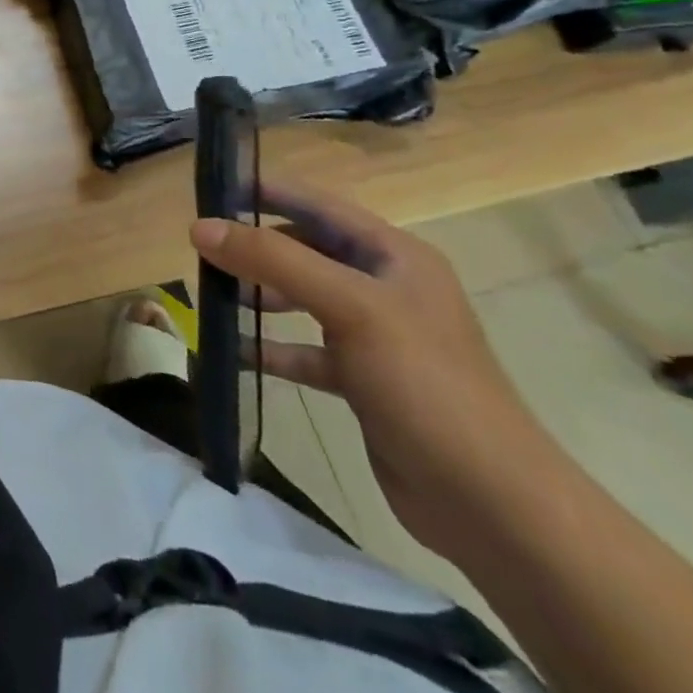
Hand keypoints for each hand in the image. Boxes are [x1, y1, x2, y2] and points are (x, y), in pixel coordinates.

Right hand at [192, 181, 552, 561]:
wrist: (492, 506)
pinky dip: (269, 347)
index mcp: (394, 256)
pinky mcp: (362, 381)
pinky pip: (304, 350)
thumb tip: (199, 227)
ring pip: (301, 298)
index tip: (212, 187)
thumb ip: (273, 261)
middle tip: (201, 246)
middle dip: (255, 245)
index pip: (320, 205)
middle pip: (306, 249)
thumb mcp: (350, 308)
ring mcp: (375, 336)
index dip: (268, 191)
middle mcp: (385, 288)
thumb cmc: (425, 384)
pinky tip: (231, 351)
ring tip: (210, 295)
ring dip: (257, 294)